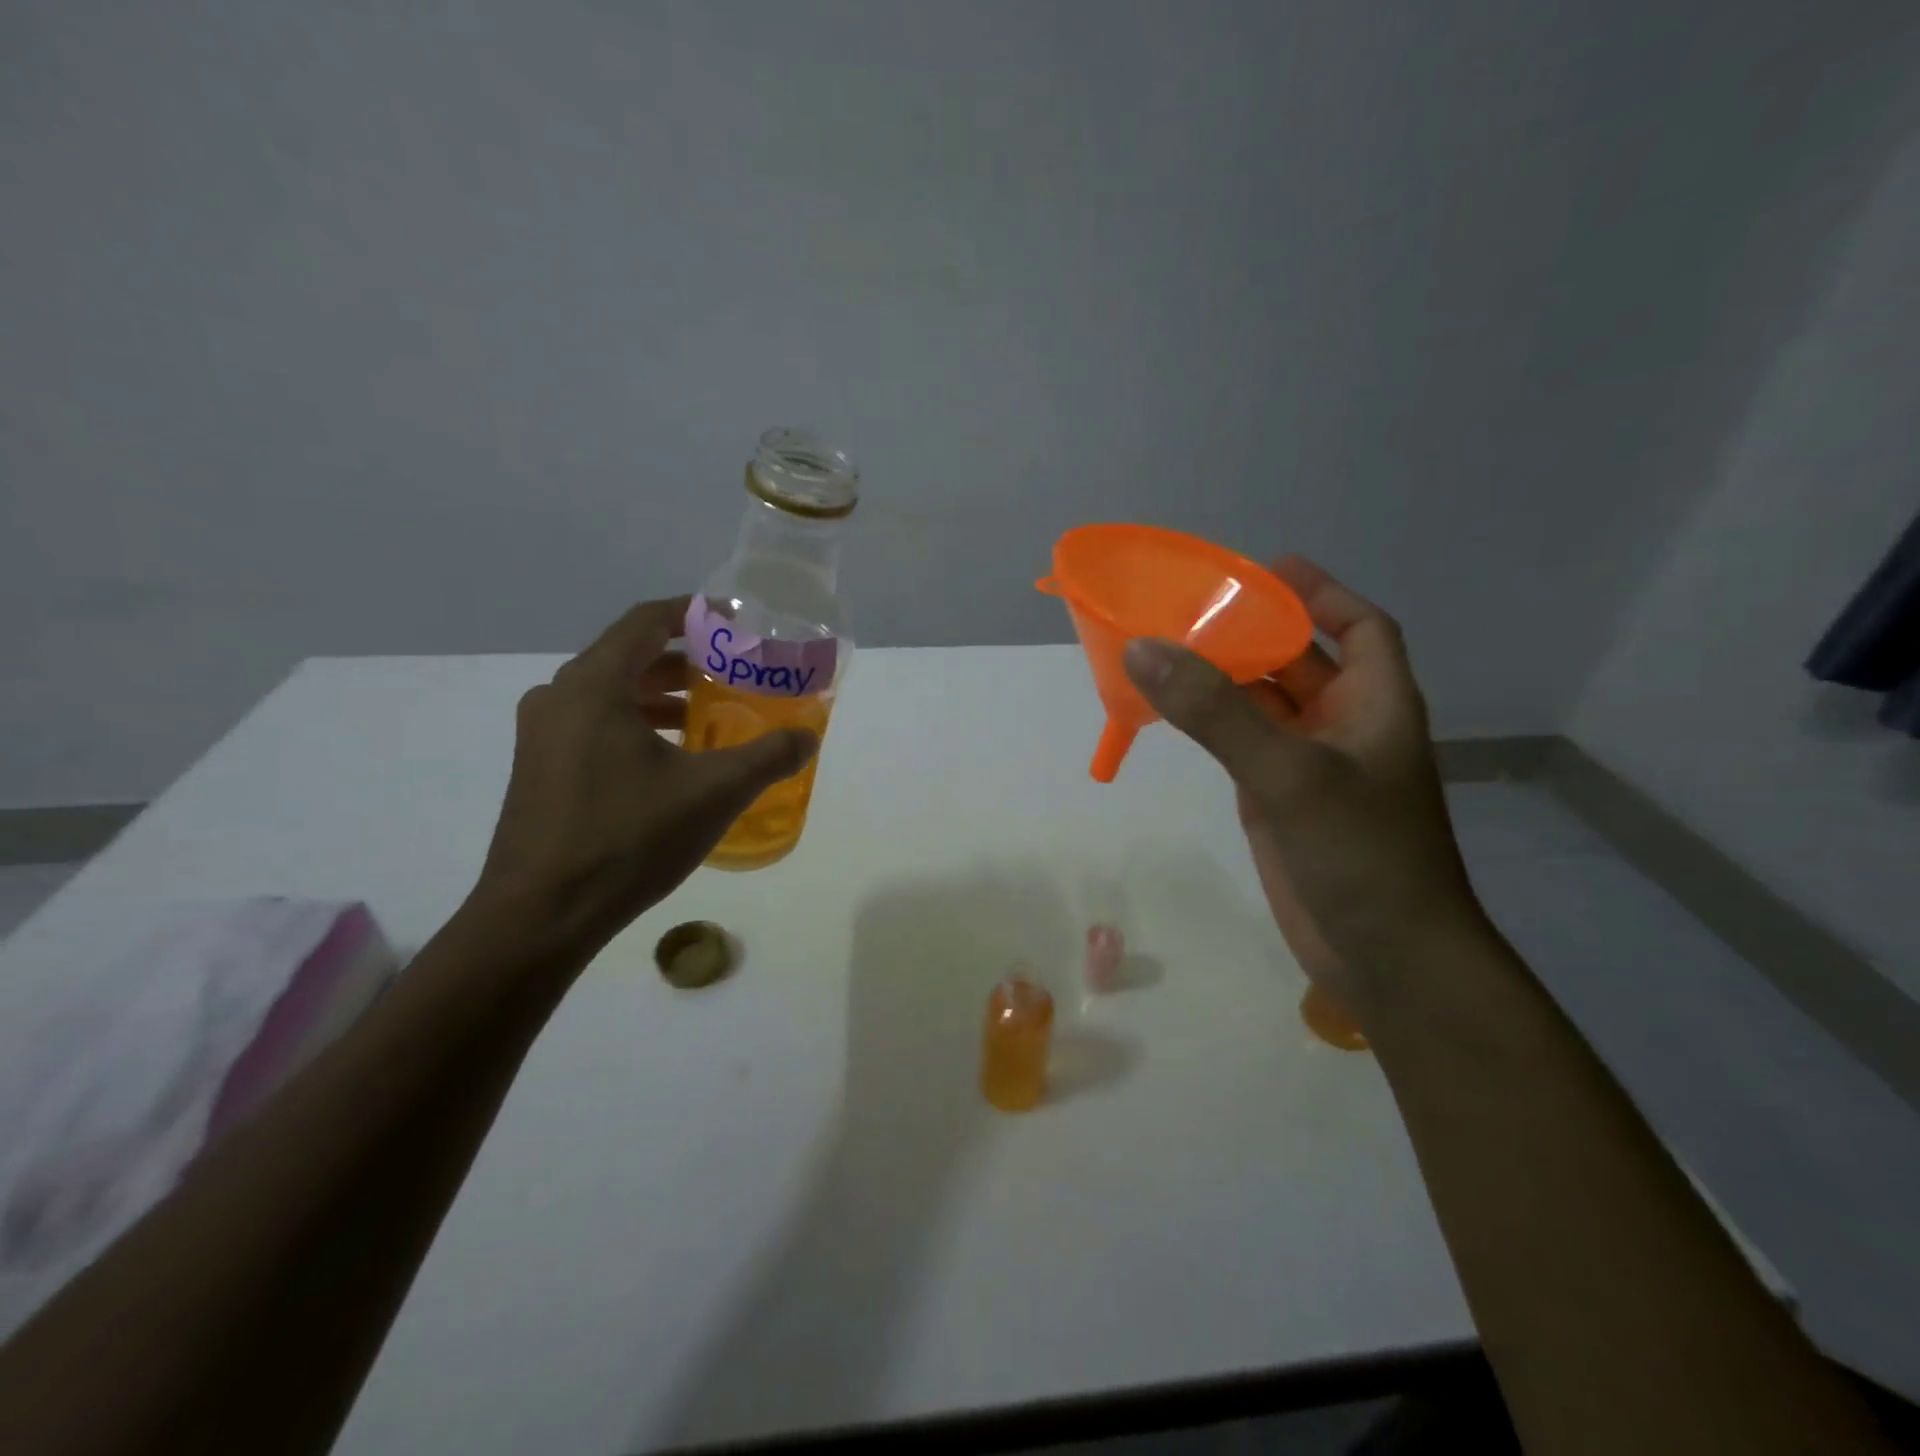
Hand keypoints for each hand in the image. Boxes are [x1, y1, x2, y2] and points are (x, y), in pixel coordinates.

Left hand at [475, 595, 816, 952]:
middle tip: (731, 671)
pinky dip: (636, 725)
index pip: (645, 621)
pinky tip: (669, 759)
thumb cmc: (628, 838)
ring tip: (707, 714)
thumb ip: (768, 757)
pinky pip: (594, 725)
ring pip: (609, 694)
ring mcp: (542, 736)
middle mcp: (558, 698)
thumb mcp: (713, 793)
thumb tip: (807, 738)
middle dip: (683, 659)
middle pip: (627, 656)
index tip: (732, 620)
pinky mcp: (539, 770)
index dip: (692, 612)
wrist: (541, 916)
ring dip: (659, 696)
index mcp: (594, 686)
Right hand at [1122, 558, 1482, 1017]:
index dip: (1319, 592)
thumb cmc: (1360, 853)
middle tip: (1187, 606)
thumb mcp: (1289, 772)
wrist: (1385, 957)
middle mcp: (1343, 724)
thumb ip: (1216, 712)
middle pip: (1297, 659)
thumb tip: (1145, 649)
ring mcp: (1308, 764)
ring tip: (1165, 648)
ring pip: (1261, 703)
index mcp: (1374, 701)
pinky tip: (1171, 709)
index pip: (1359, 625)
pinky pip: (1239, 744)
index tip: (1264, 570)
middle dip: (1251, 631)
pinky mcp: (1276, 799)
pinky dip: (1209, 724)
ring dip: (1222, 678)